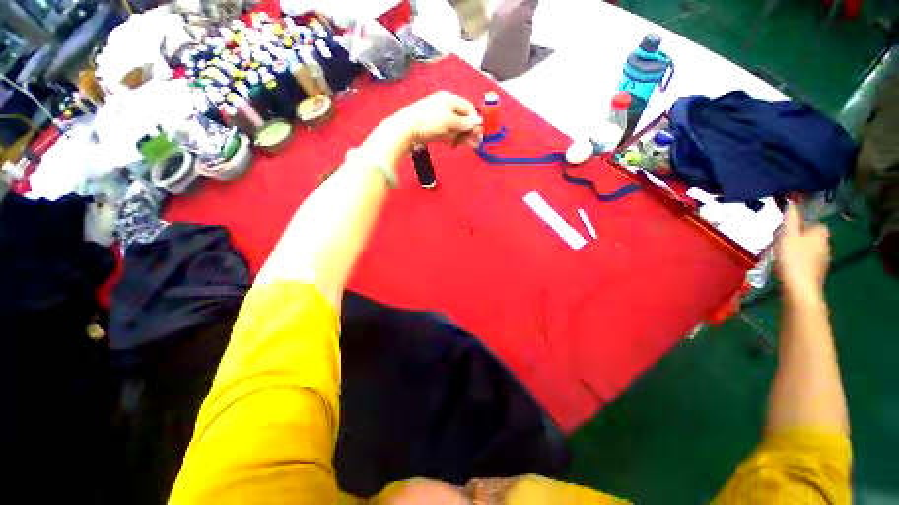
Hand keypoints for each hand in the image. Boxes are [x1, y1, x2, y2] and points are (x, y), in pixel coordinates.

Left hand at [392, 91, 483, 146]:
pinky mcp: (434, 130)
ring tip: (472, 145)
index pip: (468, 108)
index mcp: (449, 99)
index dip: (474, 119)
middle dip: (471, 130)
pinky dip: (455, 138)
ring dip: (465, 136)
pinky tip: (461, 144)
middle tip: (477, 141)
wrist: (406, 130)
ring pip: (456, 128)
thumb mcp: (450, 121)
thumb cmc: (429, 121)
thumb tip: (479, 122)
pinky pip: (448, 133)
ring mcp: (439, 119)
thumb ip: (465, 123)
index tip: (479, 131)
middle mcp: (445, 107)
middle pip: (462, 118)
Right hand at [775, 206, 829, 302]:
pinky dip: (796, 259)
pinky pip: (805, 259)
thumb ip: (791, 219)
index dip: (800, 221)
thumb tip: (792, 203)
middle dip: (795, 235)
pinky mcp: (815, 271)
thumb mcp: (788, 236)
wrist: (800, 289)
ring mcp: (822, 259)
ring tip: (779, 253)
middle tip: (778, 239)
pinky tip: (786, 264)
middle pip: (809, 234)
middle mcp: (825, 243)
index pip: (813, 220)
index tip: (784, 227)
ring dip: (795, 247)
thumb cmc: (794, 259)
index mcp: (821, 232)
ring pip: (807, 247)